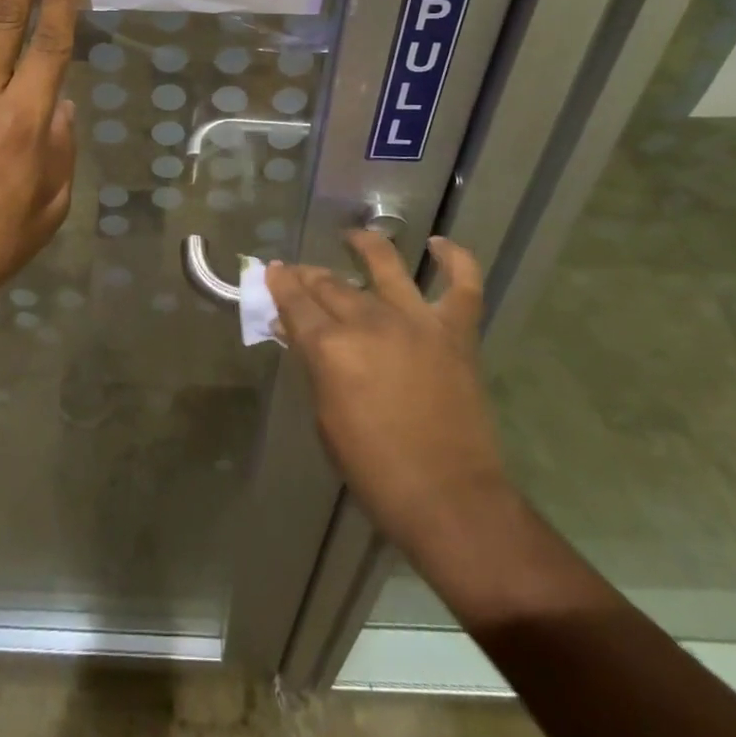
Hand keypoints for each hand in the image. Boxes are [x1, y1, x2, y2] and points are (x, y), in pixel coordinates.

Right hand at [268, 232, 510, 558]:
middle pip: (331, 284)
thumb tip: (298, 333)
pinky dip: (455, 260)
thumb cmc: (375, 470)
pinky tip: (439, 245)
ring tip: (354, 236)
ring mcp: (417, 321)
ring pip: (385, 266)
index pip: (295, 302)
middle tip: (301, 273)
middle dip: (309, 275)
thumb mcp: (326, 419)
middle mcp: (370, 321)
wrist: (449, 500)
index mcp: (331, 347)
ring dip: (365, 245)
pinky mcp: (456, 332)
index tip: (273, 271)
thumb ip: (313, 366)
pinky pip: (463, 285)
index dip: (280, 284)